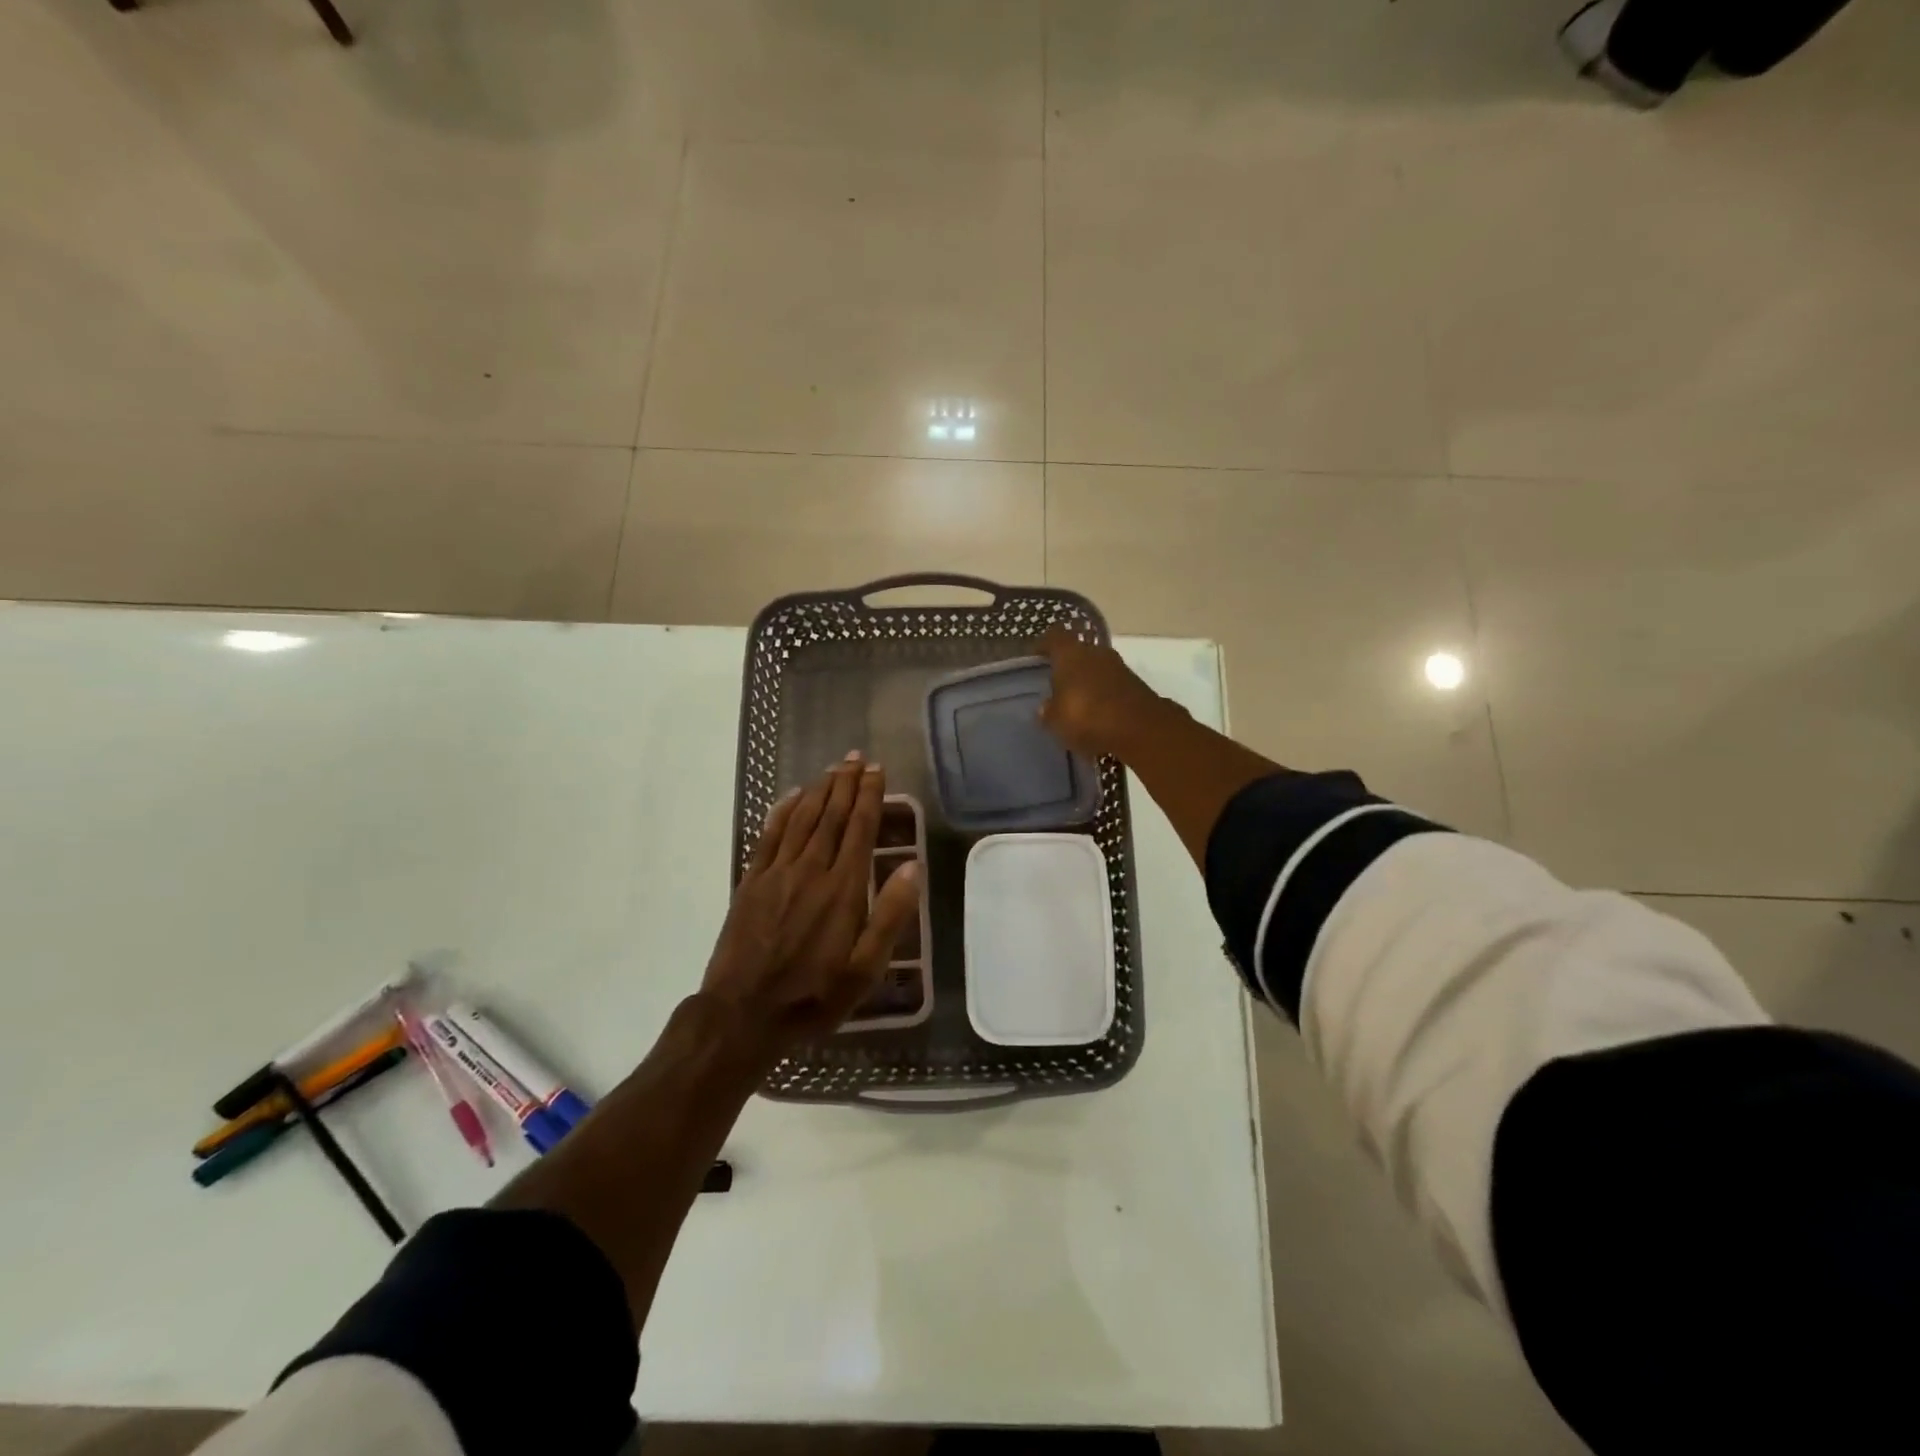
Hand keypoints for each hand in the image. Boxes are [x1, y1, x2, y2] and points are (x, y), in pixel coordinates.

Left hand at [702, 753, 921, 1052]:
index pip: (860, 829)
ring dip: (819, 790)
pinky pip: (769, 835)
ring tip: (833, 769)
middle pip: (832, 816)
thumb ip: (890, 914)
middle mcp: (811, 870)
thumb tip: (914, 865)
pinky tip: (792, 796)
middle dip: (846, 783)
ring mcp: (777, 873)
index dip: (870, 796)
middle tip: (856, 758)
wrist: (743, 1014)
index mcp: (843, 889)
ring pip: (802, 819)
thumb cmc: (814, 995)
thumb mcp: (866, 968)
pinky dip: (783, 811)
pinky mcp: (751, 881)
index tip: (877, 770)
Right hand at [1036, 625, 1177, 760]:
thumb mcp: (1056, 721)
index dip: (1043, 645)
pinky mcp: (1136, 685)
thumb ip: (1048, 712)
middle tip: (1054, 684)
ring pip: (1096, 668)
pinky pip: (1111, 685)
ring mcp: (1119, 667)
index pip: (1054, 636)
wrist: (1142, 729)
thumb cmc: (1088, 717)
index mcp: (1071, 654)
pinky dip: (1103, 695)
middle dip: (1067, 666)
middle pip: (1077, 652)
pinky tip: (1096, 713)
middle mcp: (1095, 653)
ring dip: (1087, 681)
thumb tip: (1045, 707)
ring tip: (1075, 702)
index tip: (1035, 657)